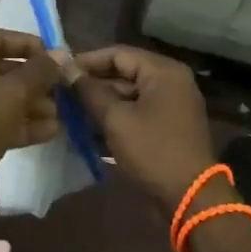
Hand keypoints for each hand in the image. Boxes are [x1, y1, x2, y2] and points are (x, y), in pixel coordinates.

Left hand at [0, 31, 61, 198]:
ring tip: (58, 114)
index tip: (55, 56)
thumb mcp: (13, 93)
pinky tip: (47, 132)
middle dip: (32, 81)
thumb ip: (39, 71)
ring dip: (28, 104)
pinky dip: (14, 123)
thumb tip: (59, 55)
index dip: (29, 45)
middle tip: (59, 88)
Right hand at [70, 46, 214, 213]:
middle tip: (62, 94)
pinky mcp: (169, 126)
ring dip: (102, 104)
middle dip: (93, 85)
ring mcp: (172, 104)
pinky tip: (90, 132)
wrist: (190, 198)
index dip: (87, 61)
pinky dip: (116, 119)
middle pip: (124, 73)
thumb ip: (90, 92)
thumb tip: (66, 68)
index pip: (118, 54)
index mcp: (163, 71)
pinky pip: (138, 113)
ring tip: (70, 114)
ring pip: (129, 95)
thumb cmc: (153, 151)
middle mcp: (171, 81)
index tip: (60, 71)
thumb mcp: (116, 120)